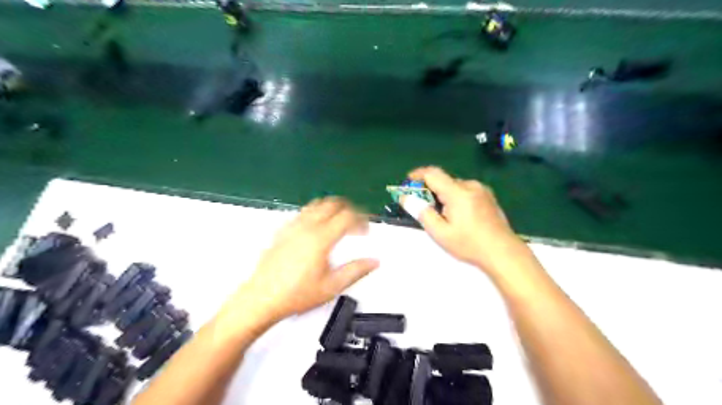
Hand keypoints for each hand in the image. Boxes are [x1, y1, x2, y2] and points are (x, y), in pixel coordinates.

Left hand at [239, 196, 383, 322]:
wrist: (261, 299)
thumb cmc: (297, 295)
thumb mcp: (332, 287)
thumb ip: (356, 271)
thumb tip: (374, 261)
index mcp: (321, 238)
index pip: (347, 216)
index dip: (361, 219)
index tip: (365, 231)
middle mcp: (307, 226)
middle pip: (333, 203)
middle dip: (349, 209)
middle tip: (356, 224)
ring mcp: (292, 226)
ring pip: (317, 204)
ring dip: (332, 208)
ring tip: (339, 223)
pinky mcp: (282, 231)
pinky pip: (303, 212)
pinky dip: (316, 213)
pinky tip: (317, 229)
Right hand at [405, 166, 525, 272]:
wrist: (503, 252)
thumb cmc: (469, 244)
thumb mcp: (440, 232)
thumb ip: (422, 212)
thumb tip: (406, 198)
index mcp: (458, 192)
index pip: (433, 173)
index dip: (417, 175)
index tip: (407, 183)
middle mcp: (470, 185)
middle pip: (444, 180)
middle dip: (430, 190)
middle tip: (423, 207)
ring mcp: (482, 190)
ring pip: (455, 186)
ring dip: (444, 195)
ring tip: (442, 215)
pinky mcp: (488, 196)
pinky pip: (466, 191)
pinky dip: (456, 198)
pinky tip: (458, 216)